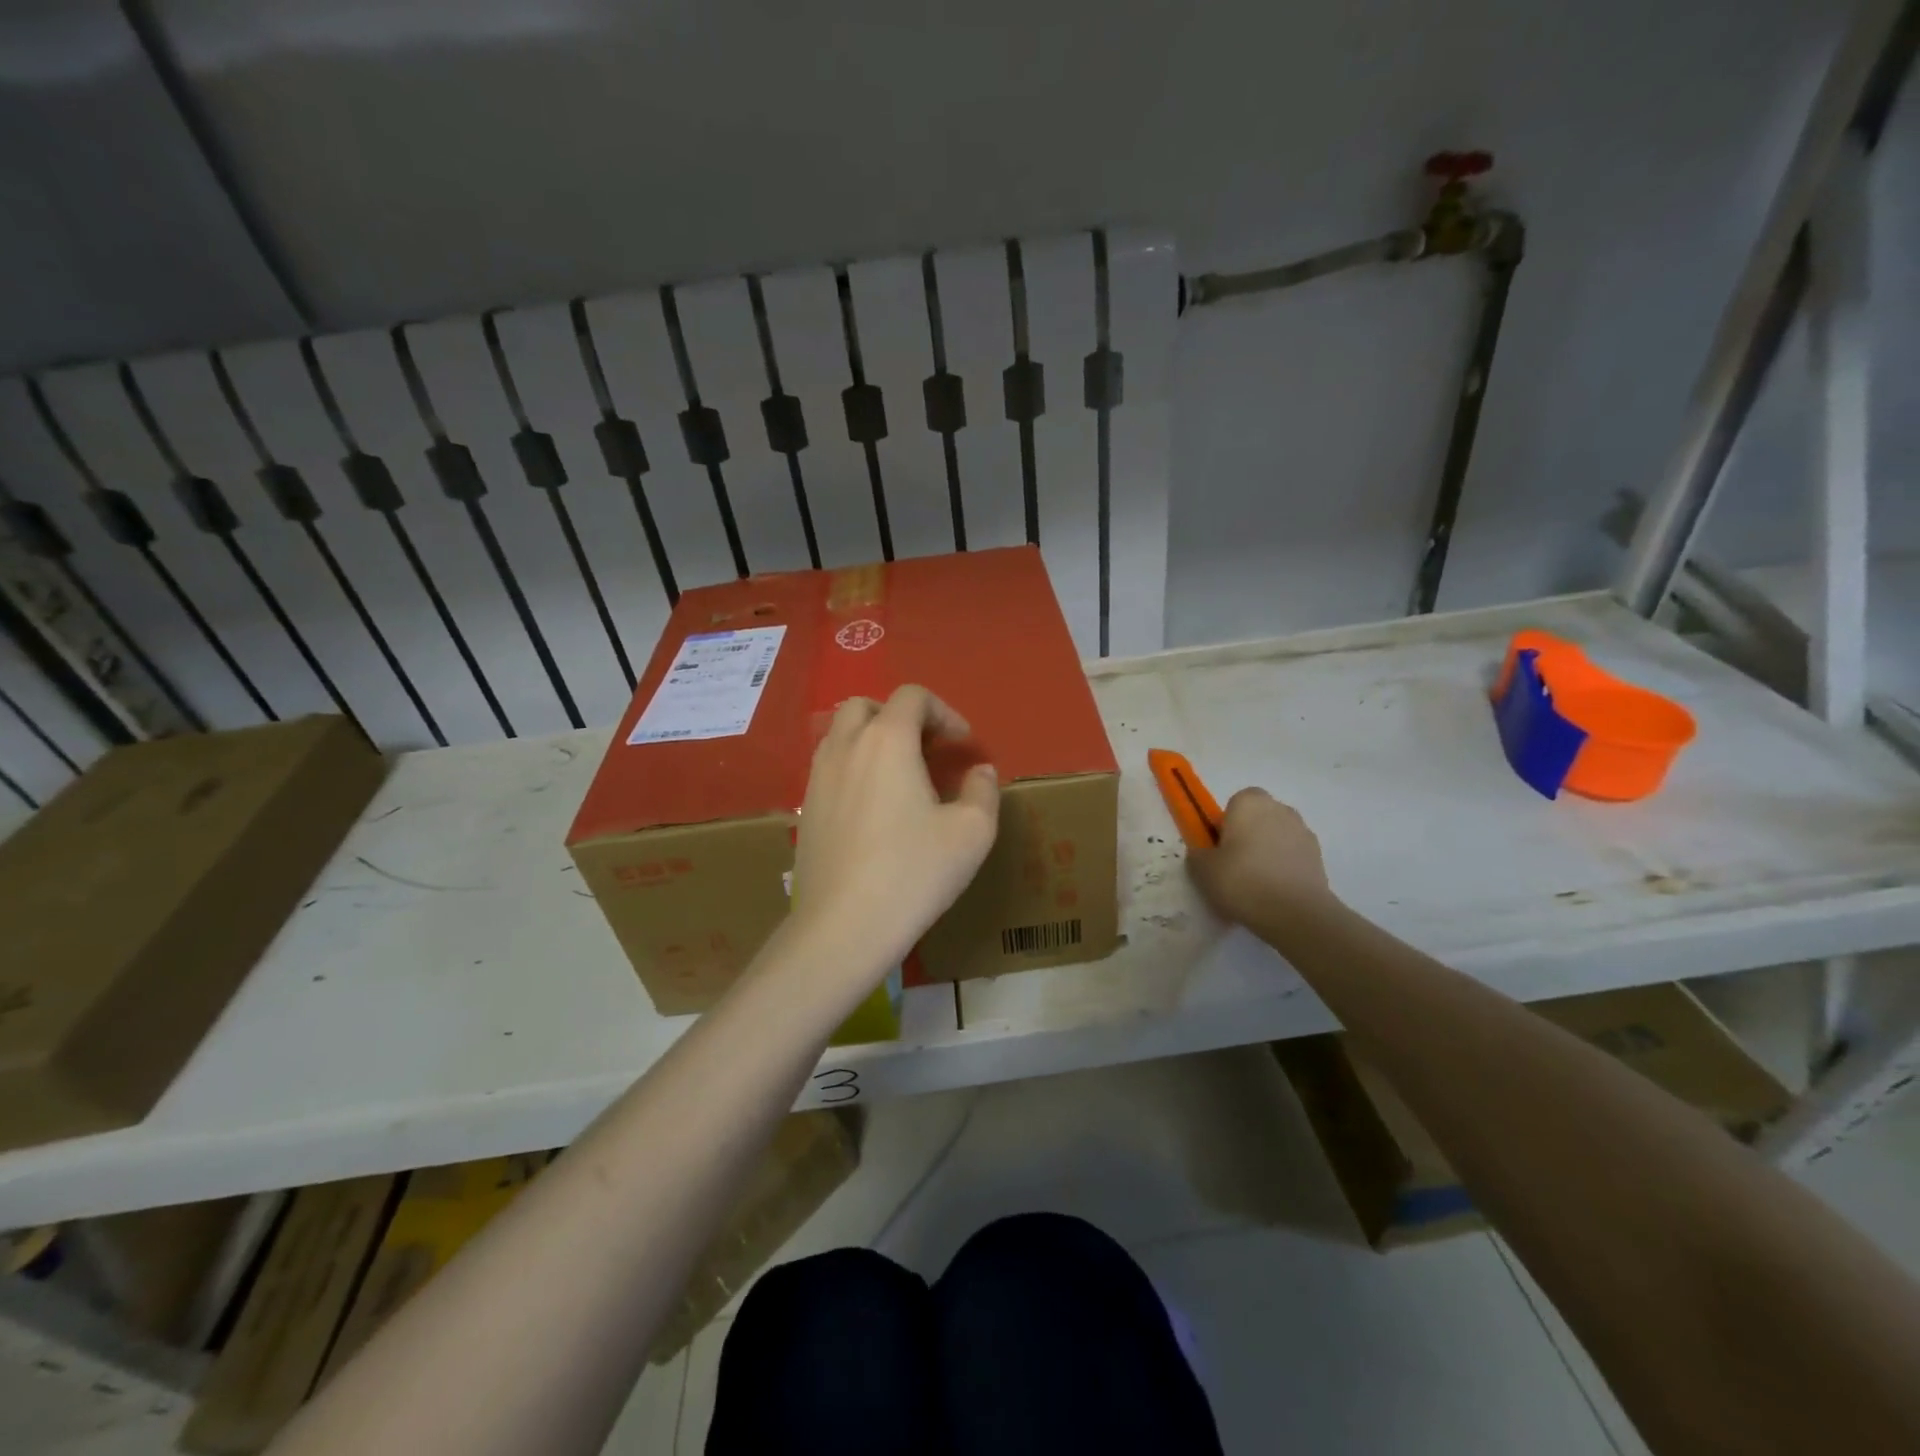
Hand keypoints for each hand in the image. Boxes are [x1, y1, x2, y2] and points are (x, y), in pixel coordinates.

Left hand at [786, 685, 999, 981]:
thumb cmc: (913, 873)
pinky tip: (873, 808)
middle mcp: (846, 747)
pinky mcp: (806, 808)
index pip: (912, 696)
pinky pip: (829, 766)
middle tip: (926, 750)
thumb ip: (983, 791)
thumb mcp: (972, 833)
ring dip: (872, 739)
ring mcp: (818, 776)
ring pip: (841, 734)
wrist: (842, 927)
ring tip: (900, 776)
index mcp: (887, 740)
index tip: (962, 745)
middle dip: (900, 717)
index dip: (944, 712)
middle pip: (867, 705)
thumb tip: (980, 771)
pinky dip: (853, 767)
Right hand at [1187, 787, 1334, 928]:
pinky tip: (1274, 893)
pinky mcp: (1319, 857)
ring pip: (1276, 837)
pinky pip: (1292, 857)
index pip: (1233, 805)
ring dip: (1267, 852)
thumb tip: (1205, 854)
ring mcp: (1303, 832)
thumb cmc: (1242, 881)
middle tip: (1233, 867)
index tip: (1219, 850)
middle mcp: (1279, 809)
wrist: (1296, 914)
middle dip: (1247, 836)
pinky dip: (1284, 868)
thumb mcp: (1202, 870)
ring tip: (1255, 885)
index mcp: (1249, 802)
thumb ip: (1198, 855)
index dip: (1224, 827)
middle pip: (1257, 819)